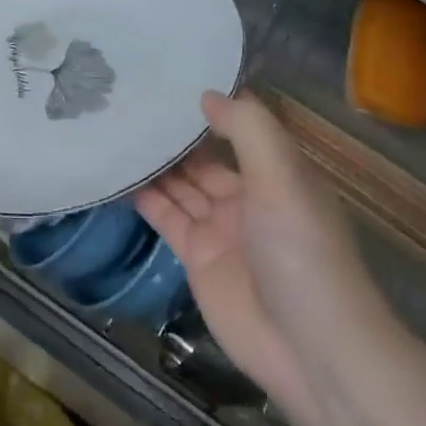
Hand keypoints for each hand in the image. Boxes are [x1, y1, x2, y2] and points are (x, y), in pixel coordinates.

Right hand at [136, 91, 383, 419]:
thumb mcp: (281, 177)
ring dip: (152, 160)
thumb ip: (246, 128)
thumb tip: (206, 93)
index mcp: (276, 173)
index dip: (208, 104)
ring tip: (114, 126)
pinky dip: (142, 196)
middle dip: (172, 131)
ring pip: (180, 183)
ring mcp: (220, 228)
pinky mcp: (196, 257)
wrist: (312, 351)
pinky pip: (165, 216)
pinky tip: (115, 171)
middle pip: (203, 156)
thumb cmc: (302, 250)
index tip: (168, 75)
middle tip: (127, 97)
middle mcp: (247, 195)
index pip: (238, 127)